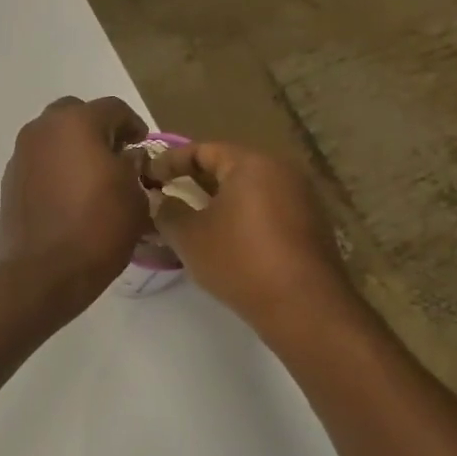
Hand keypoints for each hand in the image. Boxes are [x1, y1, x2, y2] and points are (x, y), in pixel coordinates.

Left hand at [0, 96, 149, 312]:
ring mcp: (21, 155)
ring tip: (92, 177)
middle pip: (75, 115)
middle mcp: (42, 130)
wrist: (43, 271)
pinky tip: (68, 195)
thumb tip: (125, 158)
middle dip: (97, 130)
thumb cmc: (97, 229)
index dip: (133, 126)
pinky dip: (55, 168)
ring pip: (52, 138)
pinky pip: (39, 162)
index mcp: (77, 123)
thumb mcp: (134, 197)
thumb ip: (133, 167)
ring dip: (72, 148)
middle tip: (115, 155)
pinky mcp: (10, 180)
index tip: (142, 146)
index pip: (113, 109)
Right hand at [151, 142, 357, 332]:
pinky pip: (265, 209)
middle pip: (229, 167)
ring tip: (190, 219)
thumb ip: (167, 211)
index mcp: (251, 163)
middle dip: (194, 180)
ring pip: (248, 190)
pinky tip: (222, 239)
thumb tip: (159, 200)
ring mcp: (301, 198)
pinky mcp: (309, 225)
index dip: (170, 161)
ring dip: (218, 201)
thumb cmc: (239, 260)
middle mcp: (281, 171)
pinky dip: (240, 216)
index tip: (147, 177)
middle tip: (166, 195)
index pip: (203, 149)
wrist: (302, 306)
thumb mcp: (189, 236)